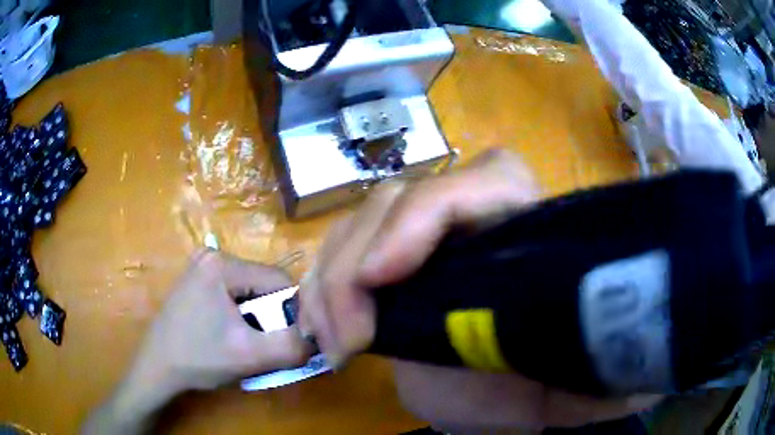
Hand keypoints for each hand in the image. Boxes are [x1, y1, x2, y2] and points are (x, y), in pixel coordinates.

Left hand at [83, 251, 311, 433]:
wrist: (157, 368)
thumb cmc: (198, 358)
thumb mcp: (250, 356)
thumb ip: (292, 346)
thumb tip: (319, 337)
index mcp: (222, 264)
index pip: (278, 280)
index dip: (291, 312)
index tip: (286, 340)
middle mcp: (212, 256)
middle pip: (263, 285)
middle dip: (270, 318)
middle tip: (260, 346)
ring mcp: (202, 267)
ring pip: (250, 291)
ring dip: (256, 319)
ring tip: (243, 343)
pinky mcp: (197, 280)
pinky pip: (234, 294)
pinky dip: (241, 316)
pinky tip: (229, 335)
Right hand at [299, 149, 659, 429]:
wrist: (525, 396)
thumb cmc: (547, 387)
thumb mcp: (566, 386)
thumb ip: (575, 358)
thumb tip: (573, 328)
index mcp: (535, 231)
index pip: (485, 180)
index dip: (424, 218)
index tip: (383, 282)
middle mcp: (482, 218)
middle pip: (402, 196)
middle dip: (356, 261)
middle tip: (343, 340)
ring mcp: (432, 237)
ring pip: (366, 220)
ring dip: (330, 277)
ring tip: (324, 339)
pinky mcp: (398, 264)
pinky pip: (346, 252)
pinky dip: (322, 286)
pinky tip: (318, 327)